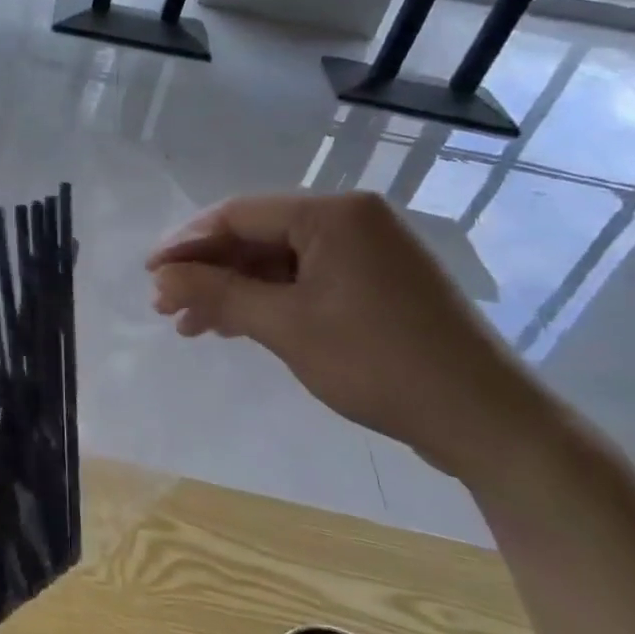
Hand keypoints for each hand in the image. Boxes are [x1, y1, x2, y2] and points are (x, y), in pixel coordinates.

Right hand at [147, 191, 550, 478]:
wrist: (485, 420)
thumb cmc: (378, 362)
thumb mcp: (286, 326)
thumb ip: (218, 293)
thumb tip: (161, 276)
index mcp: (333, 214)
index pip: (238, 215)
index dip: (187, 243)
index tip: (149, 274)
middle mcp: (351, 219)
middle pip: (256, 236)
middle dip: (207, 272)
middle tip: (165, 307)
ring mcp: (367, 251)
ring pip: (276, 261)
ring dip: (231, 291)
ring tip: (191, 326)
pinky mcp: (375, 282)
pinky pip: (304, 279)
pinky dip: (266, 301)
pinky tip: (235, 328)